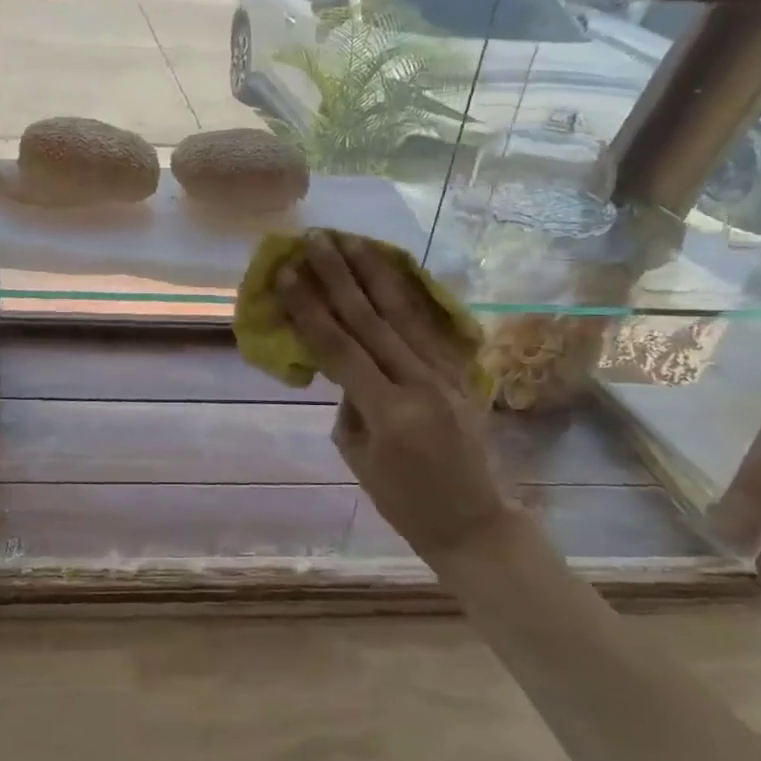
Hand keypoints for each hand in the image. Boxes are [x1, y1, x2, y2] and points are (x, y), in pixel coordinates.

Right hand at [277, 232, 514, 559]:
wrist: (473, 521)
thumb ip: (348, 401)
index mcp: (389, 411)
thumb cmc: (402, 500)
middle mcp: (421, 383)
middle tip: (316, 240)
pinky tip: (390, 269)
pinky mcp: (461, 372)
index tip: (287, 273)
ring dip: (374, 272)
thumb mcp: (356, 454)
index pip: (339, 347)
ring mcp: (447, 374)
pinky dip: (406, 293)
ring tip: (350, 240)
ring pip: (404, 312)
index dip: (310, 308)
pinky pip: (429, 325)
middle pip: (371, 318)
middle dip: (339, 276)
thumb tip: (343, 364)